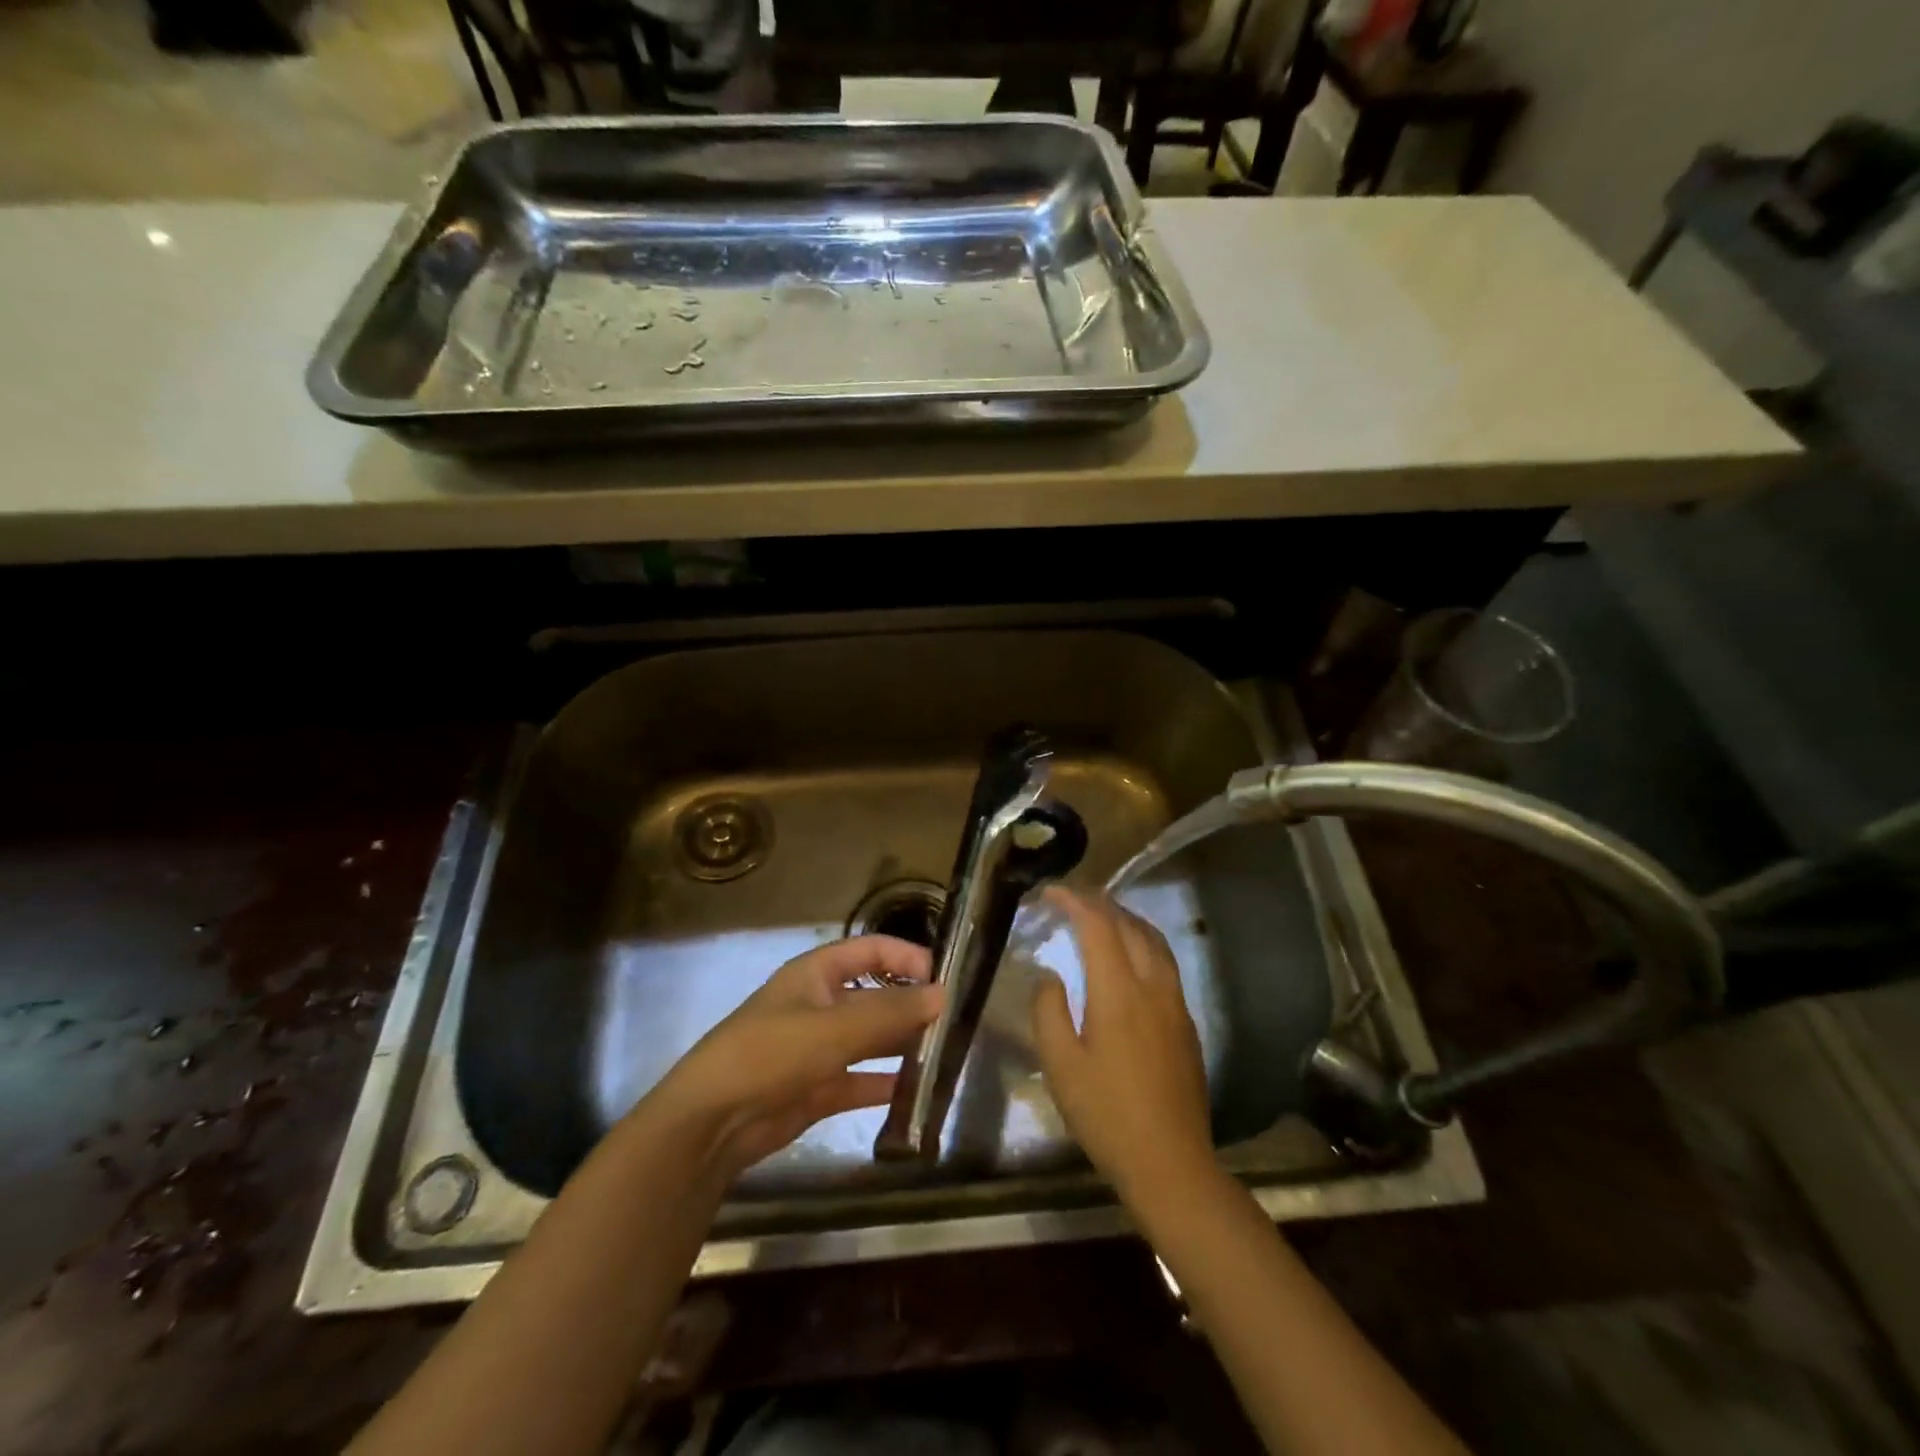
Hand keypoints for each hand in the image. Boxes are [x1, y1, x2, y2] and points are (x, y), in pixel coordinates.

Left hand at [653, 936, 943, 1179]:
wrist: (711, 1123)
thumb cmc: (772, 1054)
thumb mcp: (835, 1028)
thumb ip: (891, 1013)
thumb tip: (943, 995)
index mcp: (817, 974)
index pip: (870, 950)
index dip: (906, 958)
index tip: (943, 978)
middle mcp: (819, 1005)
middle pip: (874, 995)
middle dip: (910, 1005)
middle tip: (953, 1022)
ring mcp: (817, 1048)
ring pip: (869, 1039)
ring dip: (901, 1044)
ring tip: (944, 1054)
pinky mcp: (816, 1088)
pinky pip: (860, 1080)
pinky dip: (884, 1084)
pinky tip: (917, 1092)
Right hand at [1032, 888, 1213, 1201]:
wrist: (1170, 1163)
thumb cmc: (1106, 1114)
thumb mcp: (1060, 1065)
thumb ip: (1049, 1010)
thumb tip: (1050, 976)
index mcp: (1119, 991)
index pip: (1098, 926)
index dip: (1073, 901)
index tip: (1050, 892)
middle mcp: (1153, 986)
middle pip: (1129, 925)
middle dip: (1100, 903)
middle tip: (1071, 899)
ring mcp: (1176, 1003)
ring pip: (1154, 941)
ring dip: (1126, 919)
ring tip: (1102, 916)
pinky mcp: (1186, 1022)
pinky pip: (1165, 963)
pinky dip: (1143, 942)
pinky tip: (1130, 958)